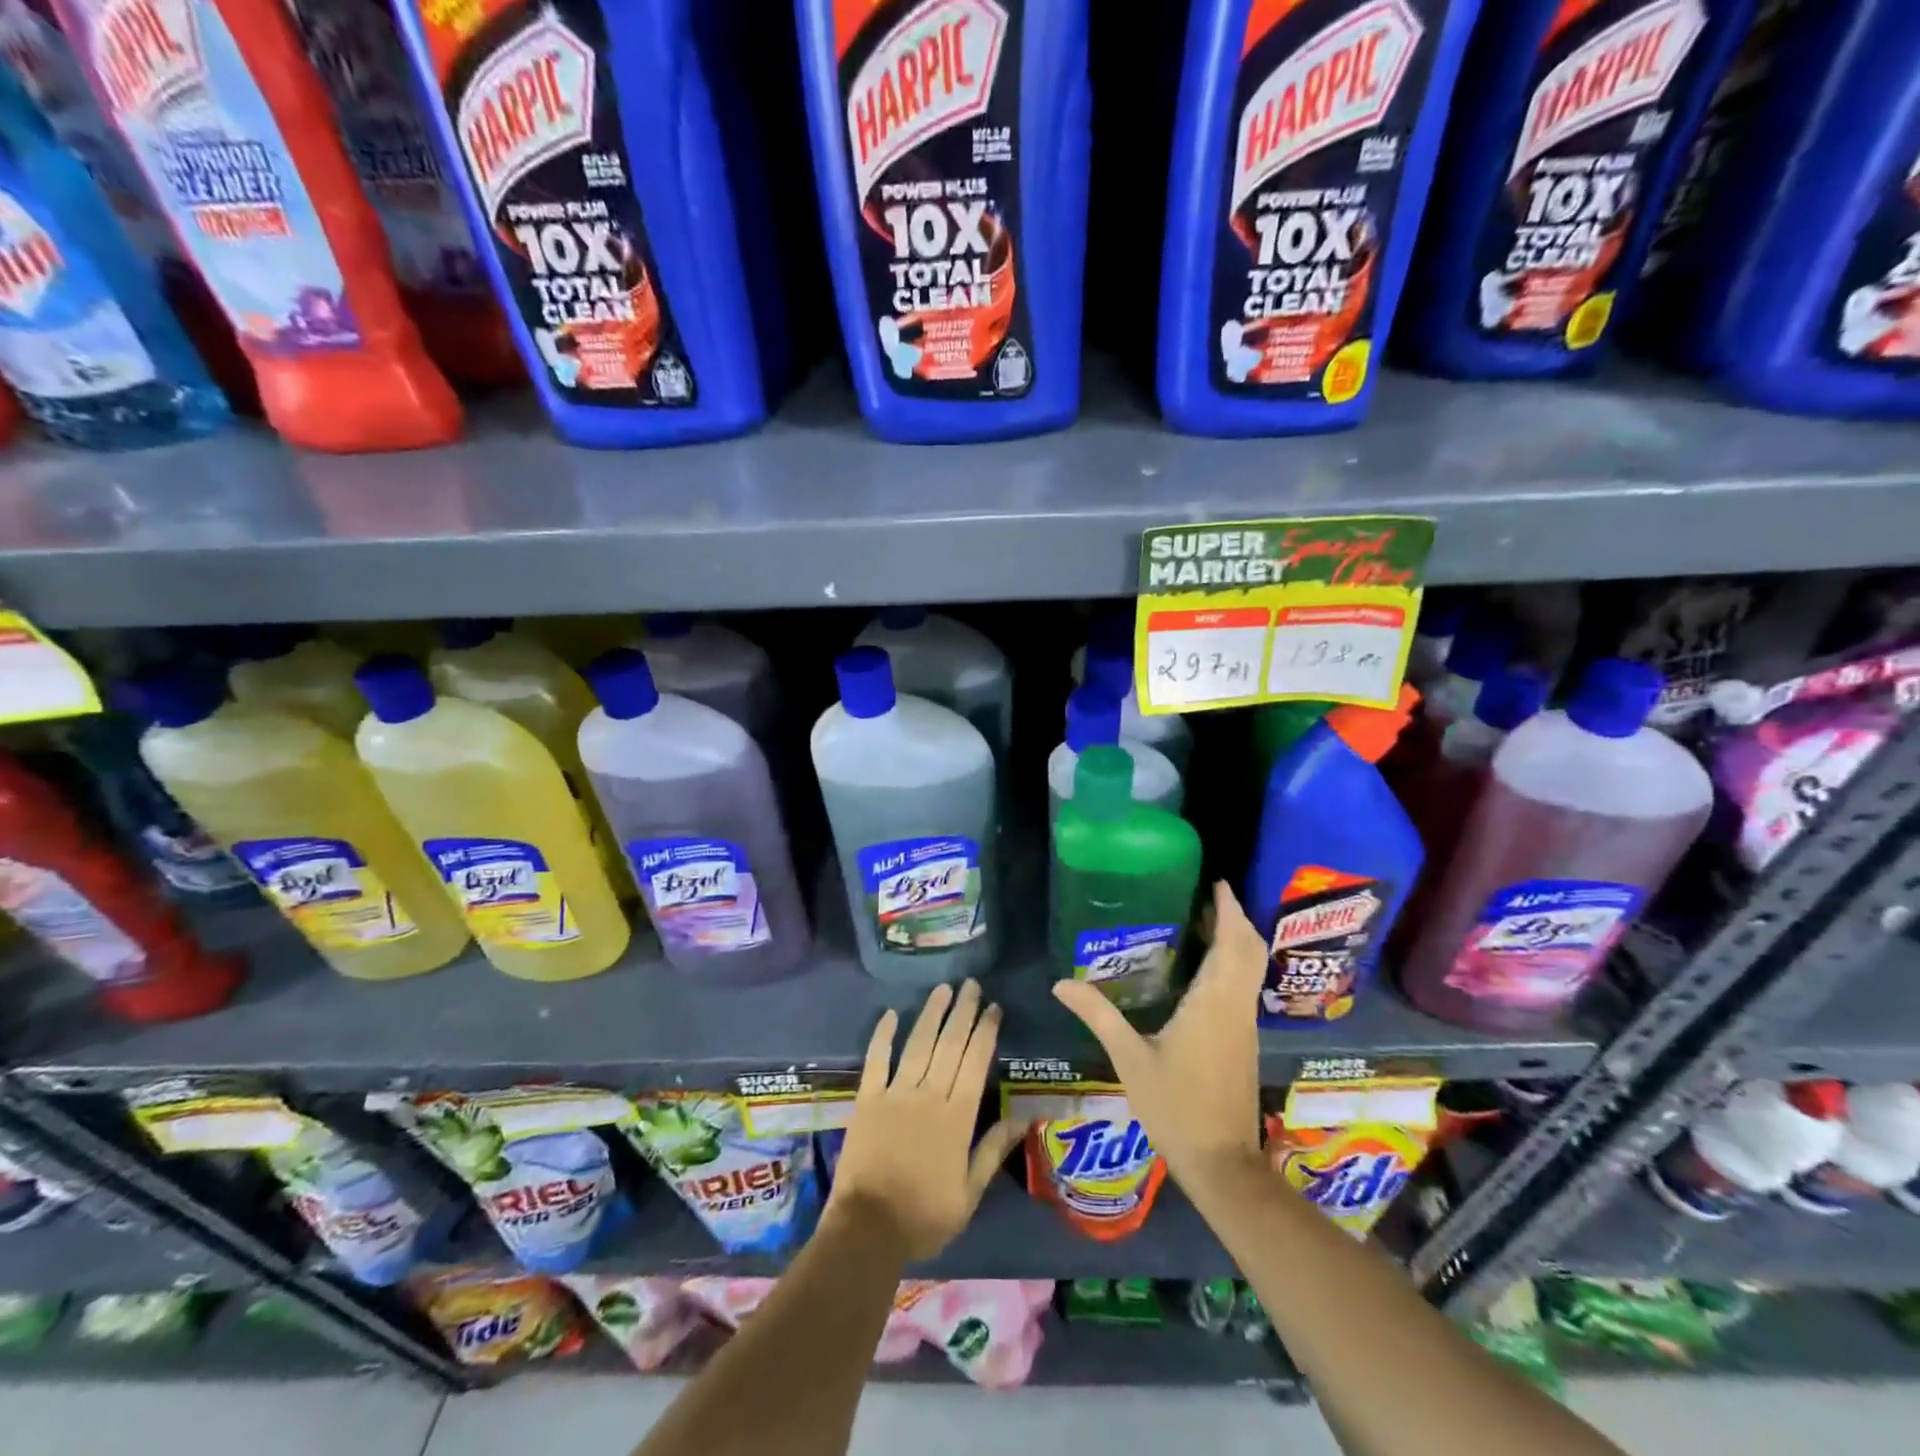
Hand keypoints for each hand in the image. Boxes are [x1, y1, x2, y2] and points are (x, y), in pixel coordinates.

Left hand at [824, 979, 1024, 1261]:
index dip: (985, 1031)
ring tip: (943, 989)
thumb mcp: (969, 1194)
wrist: (867, 1230)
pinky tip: (891, 1013)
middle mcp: (928, 1095)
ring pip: (918, 1044)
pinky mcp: (867, 1099)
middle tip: (971, 985)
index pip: (975, 1062)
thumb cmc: (924, 1216)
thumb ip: (992, 1150)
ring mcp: (895, 1093)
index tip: (993, 1007)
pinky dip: (883, 1035)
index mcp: (956, 1117)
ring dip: (931, 1014)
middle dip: (963, 1012)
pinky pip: (876, 1060)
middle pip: (949, 1044)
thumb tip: (1023, 1116)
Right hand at [1053, 882, 1266, 1192]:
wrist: (1222, 1163)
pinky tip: (1203, 968)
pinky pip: (1243, 986)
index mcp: (1213, 1002)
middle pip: (1249, 949)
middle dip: (1234, 918)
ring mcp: (1244, 1024)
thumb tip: (1061, 983)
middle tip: (1205, 896)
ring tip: (1202, 922)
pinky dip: (1232, 963)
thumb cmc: (1175, 1106)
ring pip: (1250, 968)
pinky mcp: (1243, 1040)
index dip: (1229, 909)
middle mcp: (1235, 1006)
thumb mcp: (1129, 1058)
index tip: (1215, 882)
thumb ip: (1098, 1015)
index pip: (1233, 943)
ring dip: (1235, 940)